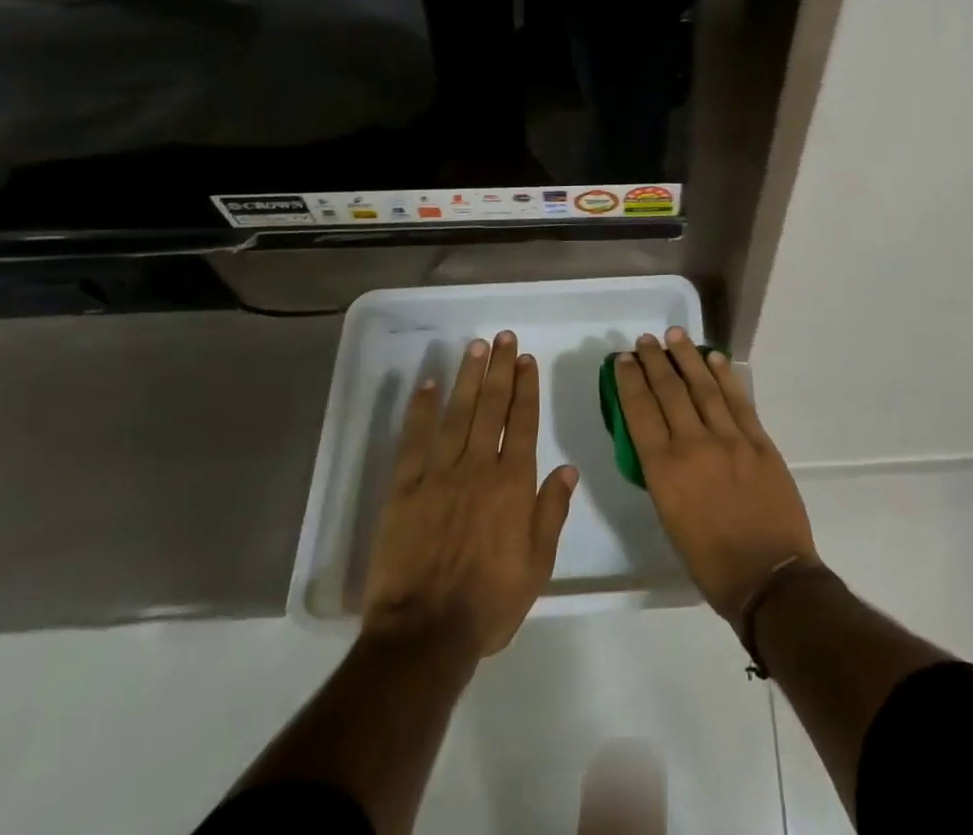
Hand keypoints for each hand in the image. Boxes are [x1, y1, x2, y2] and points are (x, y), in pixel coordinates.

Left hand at [361, 331, 577, 657]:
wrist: (425, 635)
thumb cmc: (489, 603)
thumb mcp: (537, 565)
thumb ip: (552, 512)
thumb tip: (568, 468)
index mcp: (512, 484)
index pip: (522, 422)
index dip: (525, 387)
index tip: (526, 359)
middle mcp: (478, 468)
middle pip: (491, 407)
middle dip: (499, 369)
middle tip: (503, 338)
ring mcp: (439, 475)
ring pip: (456, 414)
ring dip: (467, 378)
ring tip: (475, 348)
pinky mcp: (404, 489)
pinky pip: (413, 441)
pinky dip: (420, 410)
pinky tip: (427, 385)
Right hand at [613, 328, 817, 623]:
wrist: (770, 577)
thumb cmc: (711, 561)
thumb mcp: (670, 519)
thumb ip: (664, 474)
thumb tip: (662, 441)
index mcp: (665, 471)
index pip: (640, 412)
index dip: (630, 381)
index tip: (624, 360)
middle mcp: (694, 446)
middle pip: (669, 392)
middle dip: (654, 362)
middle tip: (645, 340)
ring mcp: (730, 439)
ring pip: (703, 387)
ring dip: (687, 358)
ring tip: (674, 335)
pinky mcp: (759, 441)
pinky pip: (738, 400)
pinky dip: (724, 375)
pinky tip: (713, 358)